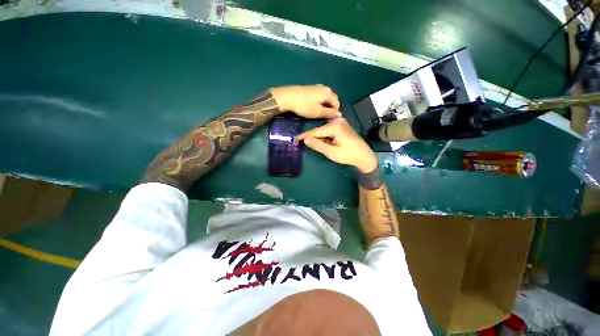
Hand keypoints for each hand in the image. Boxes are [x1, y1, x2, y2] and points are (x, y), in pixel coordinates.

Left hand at [270, 85, 340, 118]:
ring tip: (318, 113)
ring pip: (325, 98)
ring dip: (324, 106)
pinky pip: (319, 96)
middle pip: (332, 99)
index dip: (334, 113)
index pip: (337, 104)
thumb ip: (330, 113)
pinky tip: (313, 107)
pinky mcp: (310, 88)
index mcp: (328, 93)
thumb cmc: (304, 106)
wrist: (288, 97)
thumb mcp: (318, 112)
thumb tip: (339, 114)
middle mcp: (325, 87)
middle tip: (324, 117)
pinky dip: (319, 102)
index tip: (329, 120)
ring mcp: (317, 87)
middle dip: (330, 108)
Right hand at [297, 118, 376, 172]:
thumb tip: (306, 140)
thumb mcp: (331, 152)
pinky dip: (325, 137)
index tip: (296, 139)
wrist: (364, 156)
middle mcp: (337, 121)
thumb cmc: (348, 155)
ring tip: (313, 145)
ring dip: (319, 138)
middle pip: (320, 130)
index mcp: (335, 126)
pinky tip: (324, 143)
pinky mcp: (342, 126)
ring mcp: (341, 122)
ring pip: (324, 130)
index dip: (305, 136)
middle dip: (312, 137)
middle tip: (303, 144)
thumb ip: (318, 145)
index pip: (315, 131)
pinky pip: (329, 130)